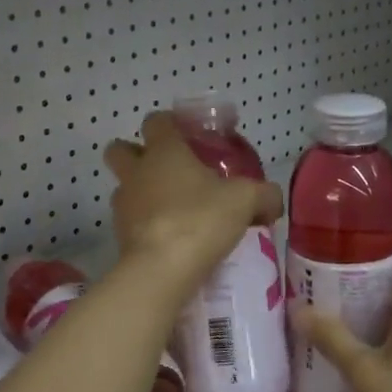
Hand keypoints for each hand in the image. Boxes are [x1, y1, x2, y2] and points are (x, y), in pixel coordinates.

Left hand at [104, 112, 282, 295]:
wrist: (161, 270)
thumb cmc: (201, 220)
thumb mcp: (245, 201)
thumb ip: (264, 195)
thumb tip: (272, 200)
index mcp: (163, 151)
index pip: (156, 120)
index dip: (170, 123)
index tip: (188, 134)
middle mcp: (136, 172)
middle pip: (120, 149)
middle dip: (136, 153)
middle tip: (168, 169)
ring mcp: (123, 204)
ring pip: (124, 187)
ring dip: (141, 192)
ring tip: (172, 209)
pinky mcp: (119, 235)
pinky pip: (129, 220)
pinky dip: (144, 224)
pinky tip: (169, 238)